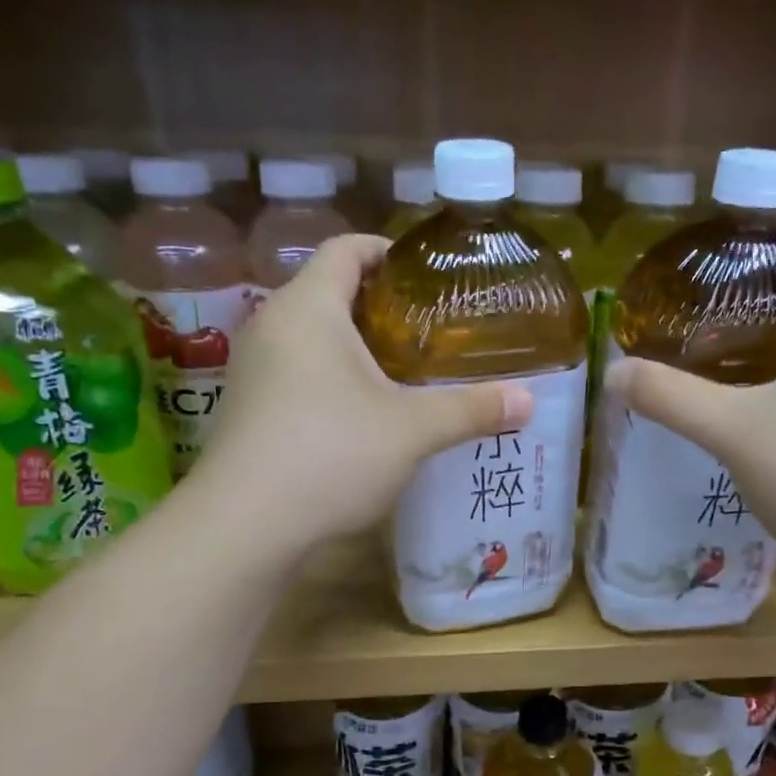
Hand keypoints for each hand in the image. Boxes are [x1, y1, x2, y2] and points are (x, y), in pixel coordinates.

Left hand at [190, 235, 533, 554]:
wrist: (246, 527)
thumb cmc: (331, 454)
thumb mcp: (411, 430)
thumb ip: (471, 409)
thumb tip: (529, 400)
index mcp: (309, 307)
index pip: (347, 249)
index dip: (389, 251)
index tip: (429, 275)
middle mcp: (273, 326)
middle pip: (331, 292)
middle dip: (383, 307)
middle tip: (432, 331)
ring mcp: (254, 369)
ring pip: (314, 338)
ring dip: (358, 348)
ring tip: (407, 373)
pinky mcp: (250, 408)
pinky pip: (299, 373)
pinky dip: (334, 379)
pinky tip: (366, 415)